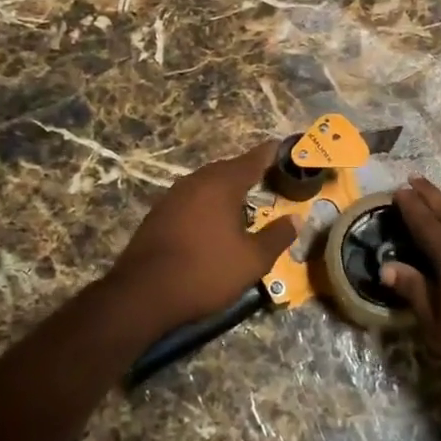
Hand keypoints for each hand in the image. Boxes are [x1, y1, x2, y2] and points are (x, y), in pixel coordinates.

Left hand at [105, 140, 298, 335]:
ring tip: (241, 199)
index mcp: (222, 184)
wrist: (143, 293)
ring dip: (224, 188)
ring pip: (206, 183)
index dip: (269, 153)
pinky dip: (205, 202)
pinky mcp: (157, 213)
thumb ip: (277, 236)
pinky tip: (211, 220)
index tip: (281, 147)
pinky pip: (190, 198)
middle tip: (266, 177)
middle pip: (227, 169)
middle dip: (246, 171)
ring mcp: (172, 196)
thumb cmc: (206, 272)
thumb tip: (296, 219)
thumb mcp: (252, 260)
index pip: (252, 160)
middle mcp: (196, 181)